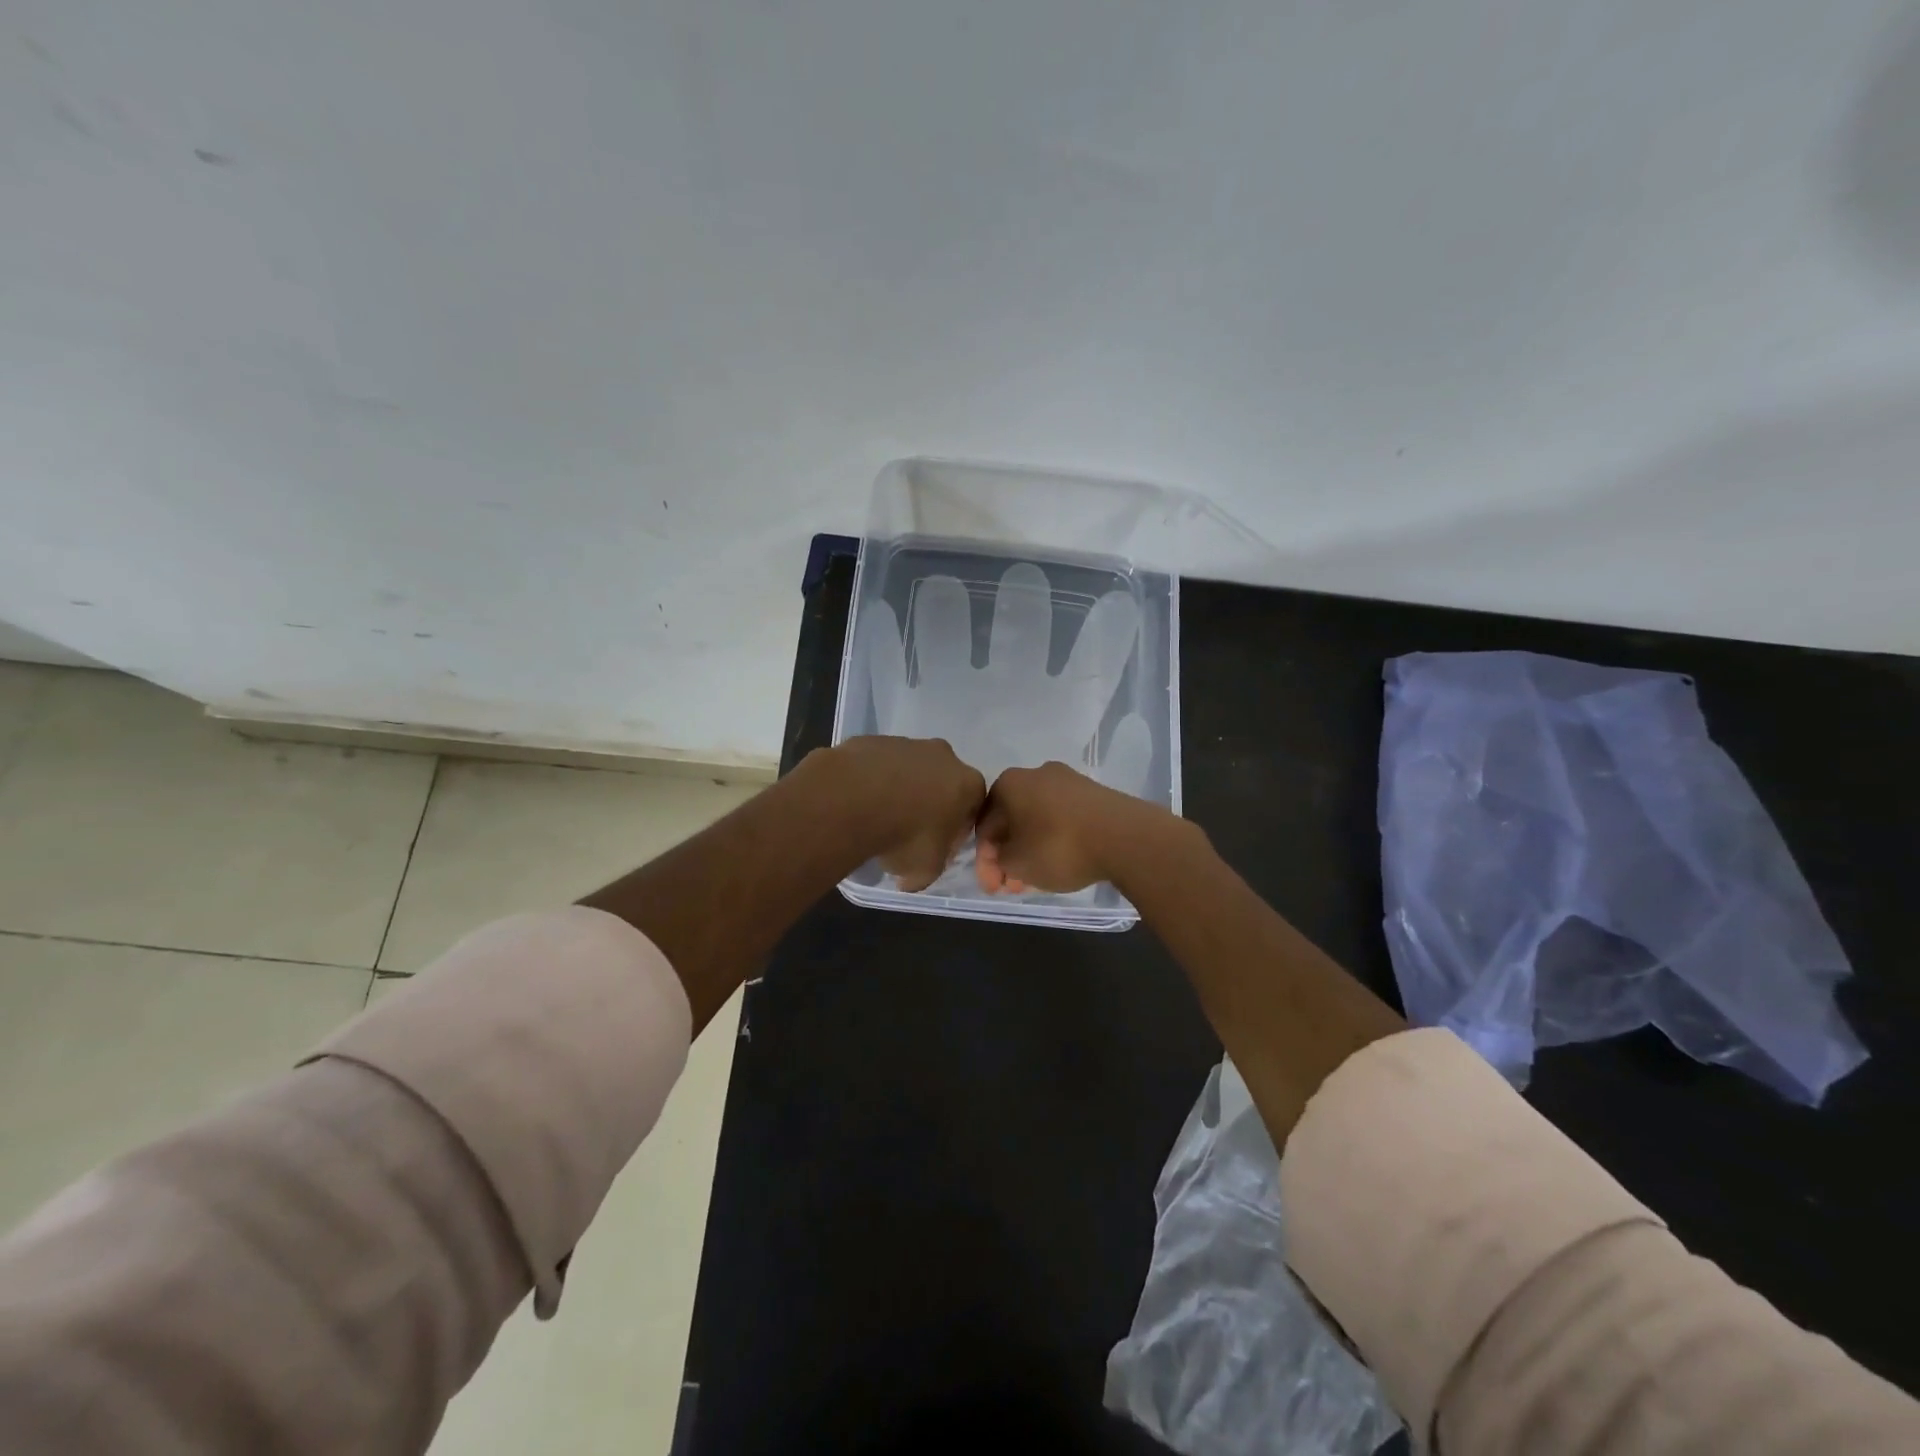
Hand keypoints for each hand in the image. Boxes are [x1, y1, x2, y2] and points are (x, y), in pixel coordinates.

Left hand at [826, 736, 986, 891]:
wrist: (854, 799)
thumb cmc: (905, 835)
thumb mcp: (925, 870)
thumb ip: (929, 870)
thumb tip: (911, 878)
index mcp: (968, 784)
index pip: (972, 808)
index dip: (955, 830)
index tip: (936, 847)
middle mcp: (943, 756)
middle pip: (942, 783)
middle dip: (929, 804)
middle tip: (906, 831)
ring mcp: (907, 743)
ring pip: (909, 770)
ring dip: (899, 790)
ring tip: (876, 817)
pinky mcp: (874, 740)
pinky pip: (879, 764)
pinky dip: (872, 780)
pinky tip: (858, 801)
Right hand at [974, 761, 1169, 894]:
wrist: (1125, 836)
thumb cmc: (1059, 847)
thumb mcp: (1017, 864)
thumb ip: (1000, 861)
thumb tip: (1005, 856)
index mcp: (1009, 783)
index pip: (985, 824)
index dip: (984, 860)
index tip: (993, 887)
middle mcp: (1036, 774)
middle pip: (1013, 820)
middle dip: (1009, 856)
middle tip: (1013, 886)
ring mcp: (1069, 781)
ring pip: (1038, 820)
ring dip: (1031, 850)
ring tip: (1037, 880)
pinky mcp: (1094, 794)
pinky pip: (1063, 818)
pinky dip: (1055, 840)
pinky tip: (1061, 863)